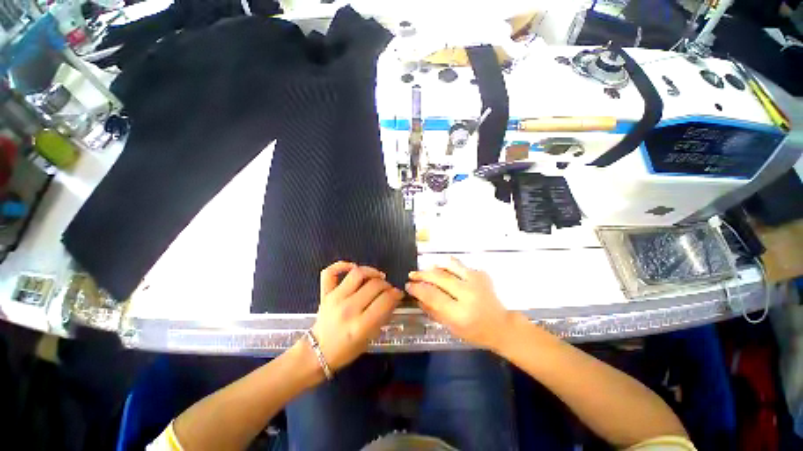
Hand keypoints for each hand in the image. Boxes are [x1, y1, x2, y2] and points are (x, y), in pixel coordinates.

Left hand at [312, 261, 402, 372]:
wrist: (317, 353)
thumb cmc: (346, 350)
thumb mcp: (370, 338)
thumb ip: (383, 316)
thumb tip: (394, 297)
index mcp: (360, 325)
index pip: (385, 300)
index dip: (396, 294)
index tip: (399, 293)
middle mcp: (348, 309)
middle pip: (374, 285)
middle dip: (387, 284)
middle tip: (388, 289)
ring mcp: (335, 299)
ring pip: (358, 274)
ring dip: (372, 272)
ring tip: (378, 277)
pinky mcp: (325, 293)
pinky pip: (330, 272)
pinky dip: (342, 265)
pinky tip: (353, 267)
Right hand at [406, 258, 513, 350]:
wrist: (501, 325)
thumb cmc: (474, 332)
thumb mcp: (451, 328)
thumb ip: (433, 311)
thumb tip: (417, 296)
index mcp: (460, 313)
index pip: (432, 295)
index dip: (417, 288)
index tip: (408, 285)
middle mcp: (468, 293)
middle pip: (438, 277)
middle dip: (422, 274)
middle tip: (412, 274)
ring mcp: (476, 280)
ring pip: (448, 265)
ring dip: (434, 266)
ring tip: (426, 269)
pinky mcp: (480, 274)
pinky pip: (459, 265)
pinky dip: (448, 266)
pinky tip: (444, 271)